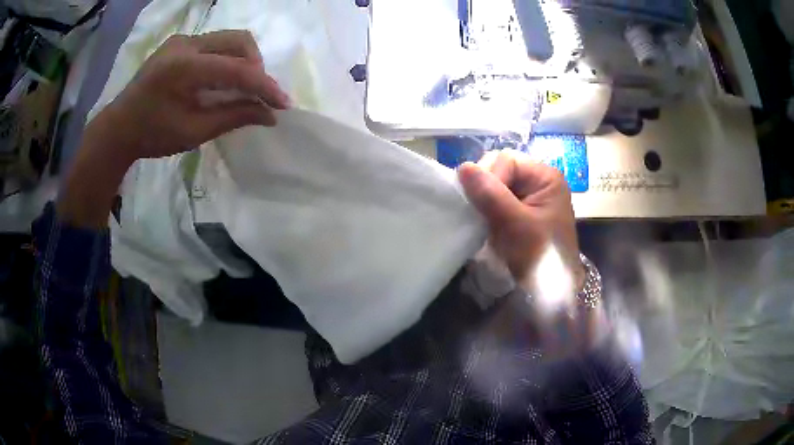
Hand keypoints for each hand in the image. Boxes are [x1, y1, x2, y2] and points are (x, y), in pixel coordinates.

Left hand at [58, 30, 288, 227]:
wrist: (119, 127)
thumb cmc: (151, 135)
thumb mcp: (193, 132)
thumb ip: (233, 117)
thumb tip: (269, 115)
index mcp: (184, 68)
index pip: (236, 69)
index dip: (264, 86)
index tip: (283, 104)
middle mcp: (186, 43)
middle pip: (239, 41)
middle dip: (256, 67)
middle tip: (258, 94)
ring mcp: (182, 39)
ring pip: (229, 38)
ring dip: (244, 60)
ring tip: (243, 86)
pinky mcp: (180, 41)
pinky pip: (215, 42)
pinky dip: (228, 58)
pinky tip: (223, 78)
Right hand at [458, 151, 583, 295]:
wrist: (549, 292)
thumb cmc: (540, 256)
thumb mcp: (516, 225)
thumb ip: (491, 195)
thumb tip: (463, 167)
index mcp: (546, 177)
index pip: (507, 160)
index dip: (490, 176)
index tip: (482, 204)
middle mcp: (537, 181)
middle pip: (499, 168)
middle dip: (485, 187)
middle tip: (479, 212)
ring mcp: (527, 196)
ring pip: (493, 184)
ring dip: (483, 199)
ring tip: (480, 218)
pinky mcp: (517, 211)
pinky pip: (494, 199)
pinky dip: (485, 208)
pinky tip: (483, 221)